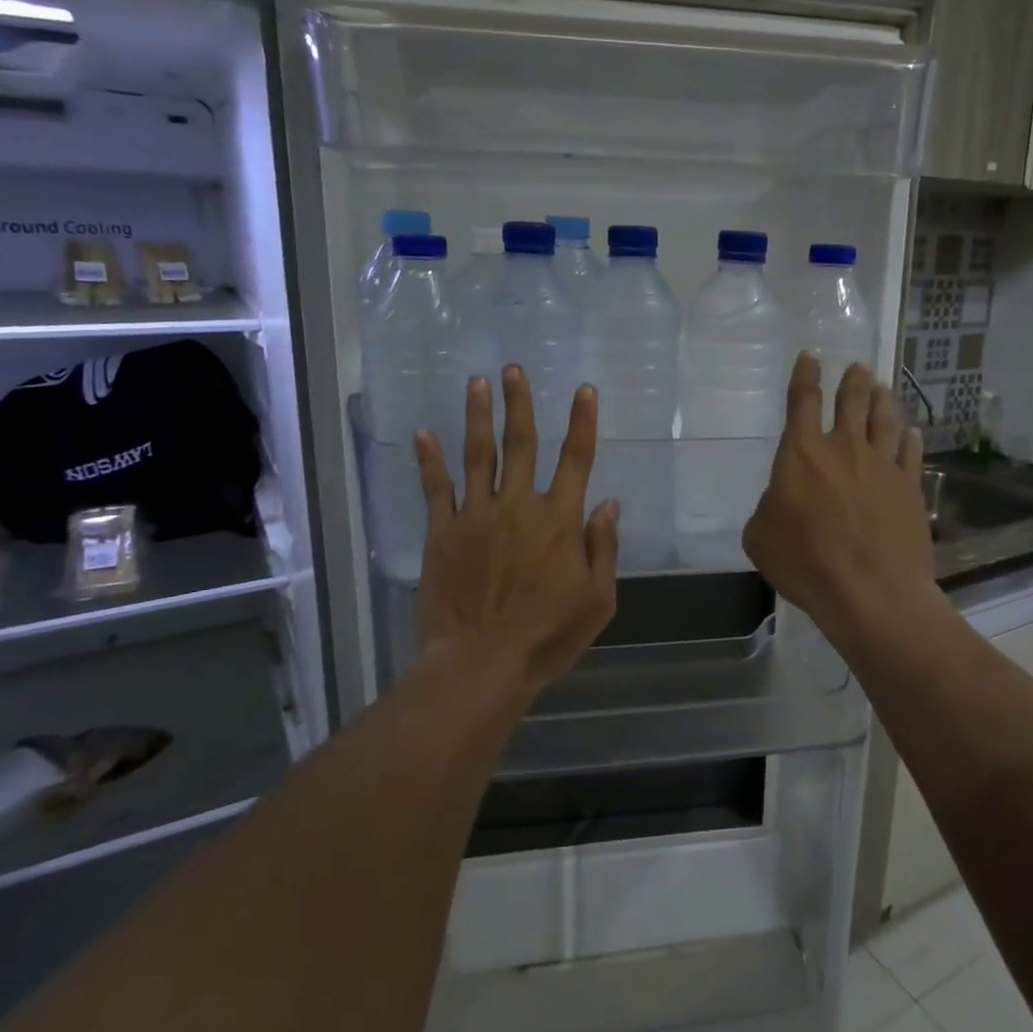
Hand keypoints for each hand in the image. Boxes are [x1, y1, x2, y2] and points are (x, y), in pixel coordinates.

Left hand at [414, 366, 619, 692]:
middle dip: (520, 403)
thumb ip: (602, 548)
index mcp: (559, 520)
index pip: (576, 459)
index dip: (582, 421)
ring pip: (478, 455)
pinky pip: (436, 488)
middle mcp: (518, 506)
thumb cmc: (547, 636)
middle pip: (522, 444)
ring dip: (479, 416)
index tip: (584, 389)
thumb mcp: (597, 599)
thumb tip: (608, 504)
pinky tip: (424, 432)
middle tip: (513, 369)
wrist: (481, 663)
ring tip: (478, 382)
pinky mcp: (442, 533)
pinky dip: (430, 460)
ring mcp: (475, 516)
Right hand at [743, 354, 935, 643]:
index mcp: (802, 453)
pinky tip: (912, 433)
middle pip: (851, 402)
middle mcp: (844, 448)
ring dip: (882, 401)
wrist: (872, 592)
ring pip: (884, 421)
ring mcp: (882, 466)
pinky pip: (911, 454)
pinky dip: (910, 440)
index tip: (811, 357)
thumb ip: (769, 508)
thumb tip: (783, 500)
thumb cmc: (806, 563)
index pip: (802, 400)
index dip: (805, 375)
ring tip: (883, 388)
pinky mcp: (910, 488)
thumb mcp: (761, 537)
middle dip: (852, 381)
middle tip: (858, 367)